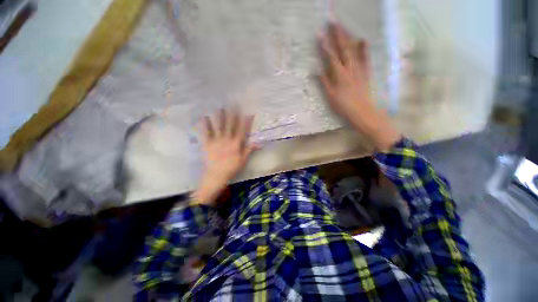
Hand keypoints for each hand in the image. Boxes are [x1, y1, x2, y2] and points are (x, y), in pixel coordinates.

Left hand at [192, 109, 256, 205]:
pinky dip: (205, 125)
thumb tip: (259, 143)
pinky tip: (204, 117)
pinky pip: (206, 133)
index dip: (246, 122)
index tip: (248, 113)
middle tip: (233, 104)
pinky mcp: (208, 144)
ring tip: (220, 107)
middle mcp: (227, 140)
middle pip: (230, 125)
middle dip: (233, 114)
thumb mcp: (243, 160)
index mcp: (236, 144)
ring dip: (220, 116)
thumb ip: (249, 150)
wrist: (216, 175)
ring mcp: (217, 141)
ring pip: (219, 127)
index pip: (242, 130)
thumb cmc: (231, 168)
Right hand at [319, 22, 400, 151]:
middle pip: (343, 48)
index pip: (330, 56)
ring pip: (353, 50)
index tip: (319, 33)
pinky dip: (364, 49)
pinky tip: (363, 40)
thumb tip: (317, 71)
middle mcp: (349, 68)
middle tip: (333, 21)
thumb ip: (324, 82)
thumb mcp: (330, 96)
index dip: (324, 45)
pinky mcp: (366, 73)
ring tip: (344, 27)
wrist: (361, 111)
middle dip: (338, 34)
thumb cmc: (343, 106)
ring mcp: (359, 69)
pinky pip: (365, 58)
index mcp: (339, 75)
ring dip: (348, 37)